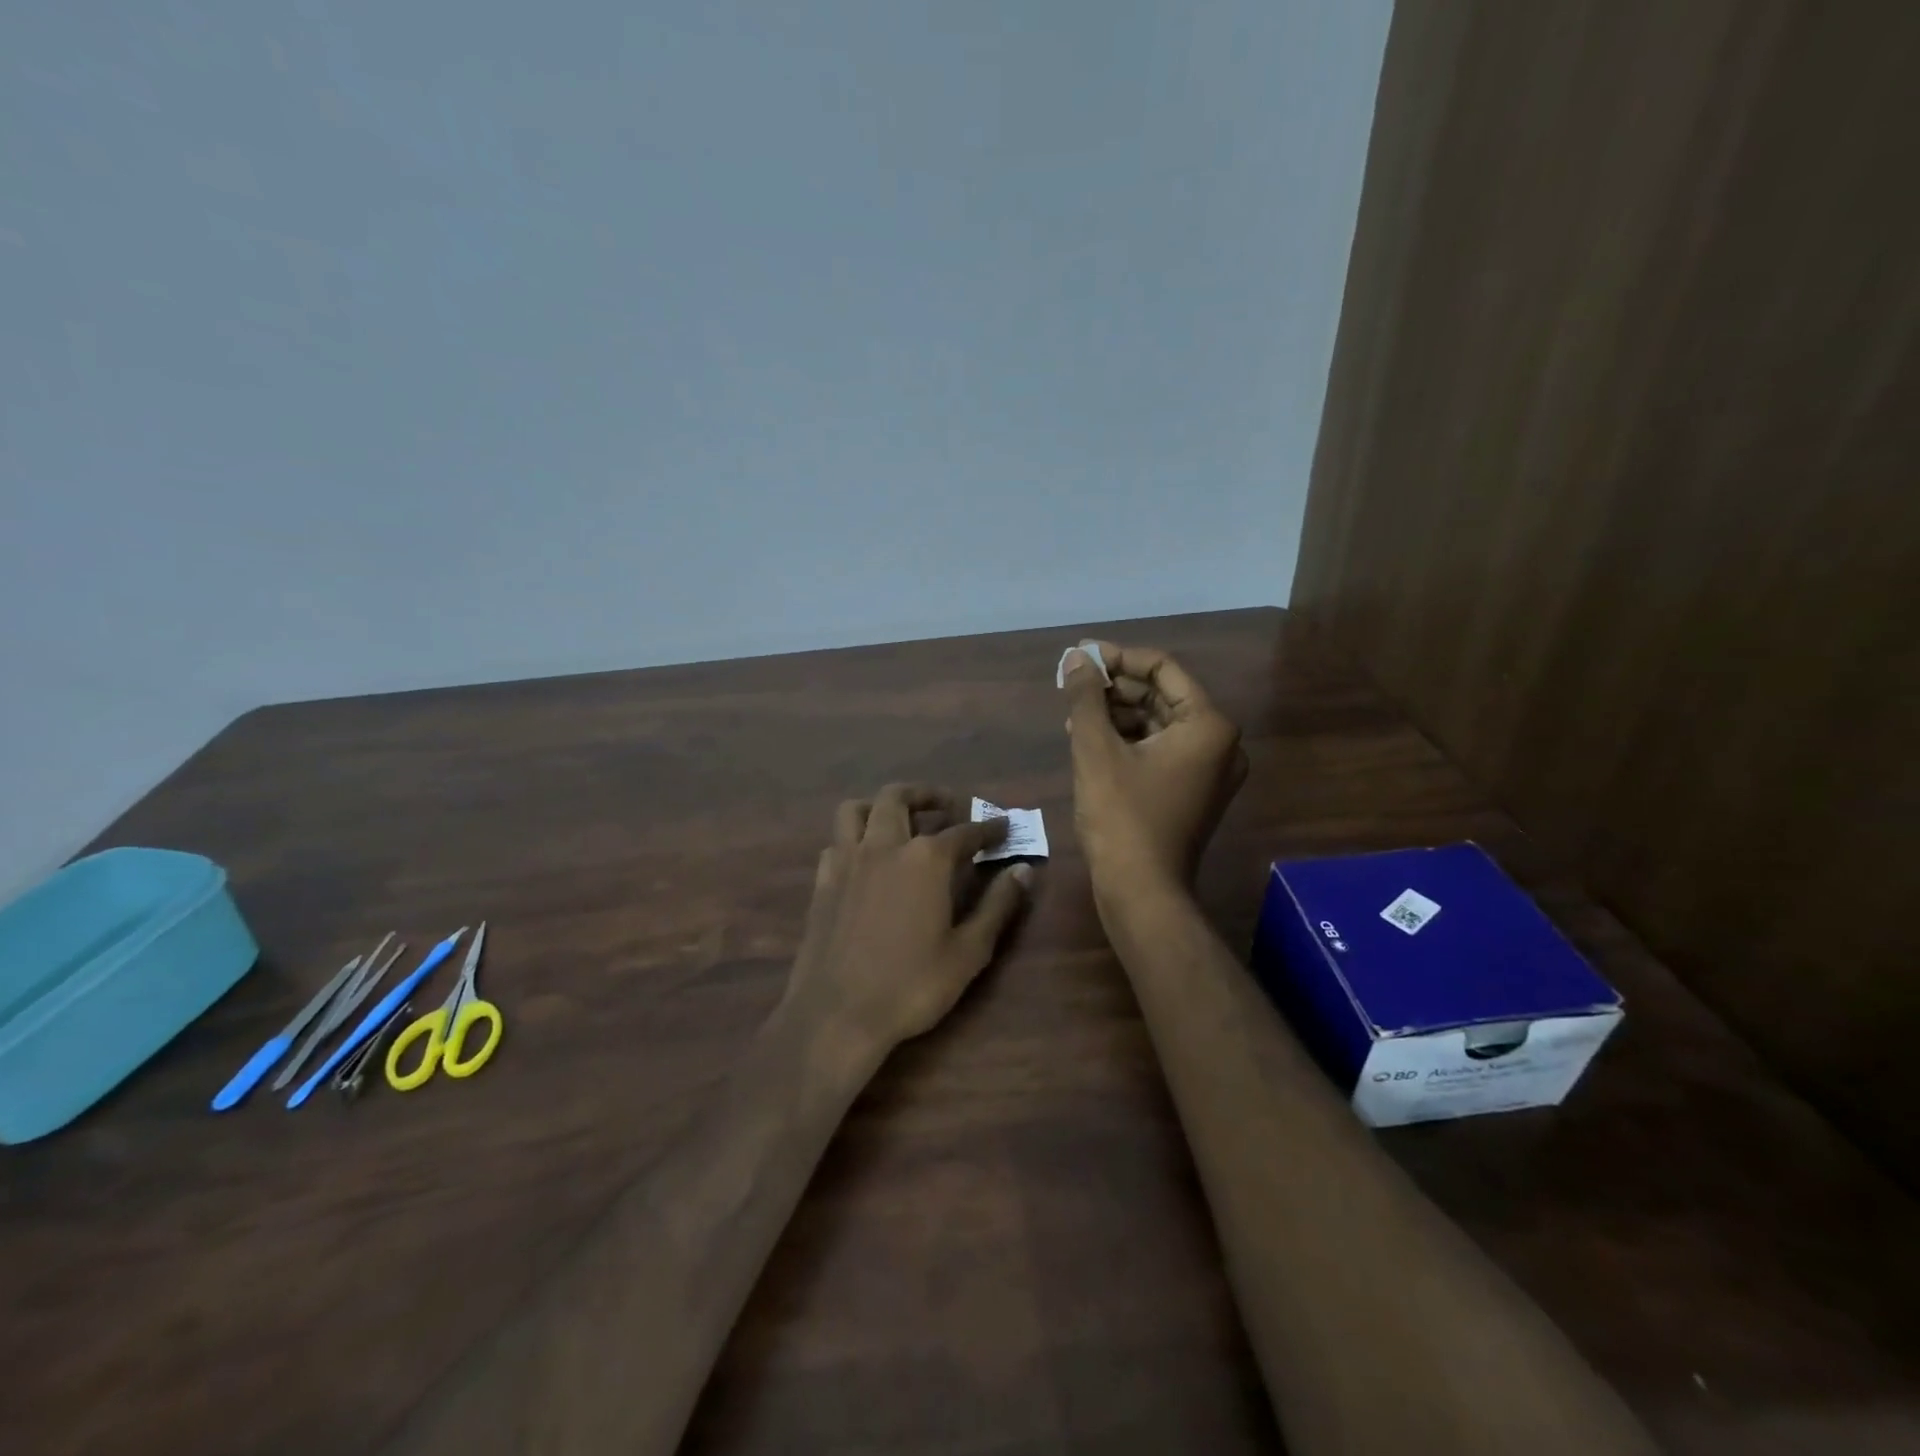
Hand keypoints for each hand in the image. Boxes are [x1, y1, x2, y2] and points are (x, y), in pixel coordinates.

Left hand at [780, 783, 1032, 1066]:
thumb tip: (1023, 871)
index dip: (988, 827)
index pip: (965, 831)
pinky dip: (854, 838)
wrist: (837, 1013)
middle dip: (926, 795)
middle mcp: (884, 846)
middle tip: (947, 805)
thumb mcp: (968, 951)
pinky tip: (866, 859)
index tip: (1004, 825)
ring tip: (900, 819)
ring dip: (880, 805)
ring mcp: (847, 861)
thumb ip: (998, 905)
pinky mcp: (822, 882)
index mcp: (926, 860)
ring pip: (857, 809)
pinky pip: (836, 842)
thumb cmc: (911, 985)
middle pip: (899, 797)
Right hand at [1060, 643, 1247, 900]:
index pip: (1162, 669)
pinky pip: (1160, 750)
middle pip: (1162, 695)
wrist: (1142, 892)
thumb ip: (1086, 698)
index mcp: (1208, 725)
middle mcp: (1220, 743)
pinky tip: (1090, 741)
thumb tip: (1075, 658)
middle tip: (1072, 684)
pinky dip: (1128, 741)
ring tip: (1074, 714)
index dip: (1118, 658)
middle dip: (1115, 688)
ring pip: (1158, 723)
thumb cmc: (1121, 817)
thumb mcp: (1096, 750)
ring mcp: (1209, 770)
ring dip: (1117, 714)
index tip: (1080, 657)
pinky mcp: (1193, 791)